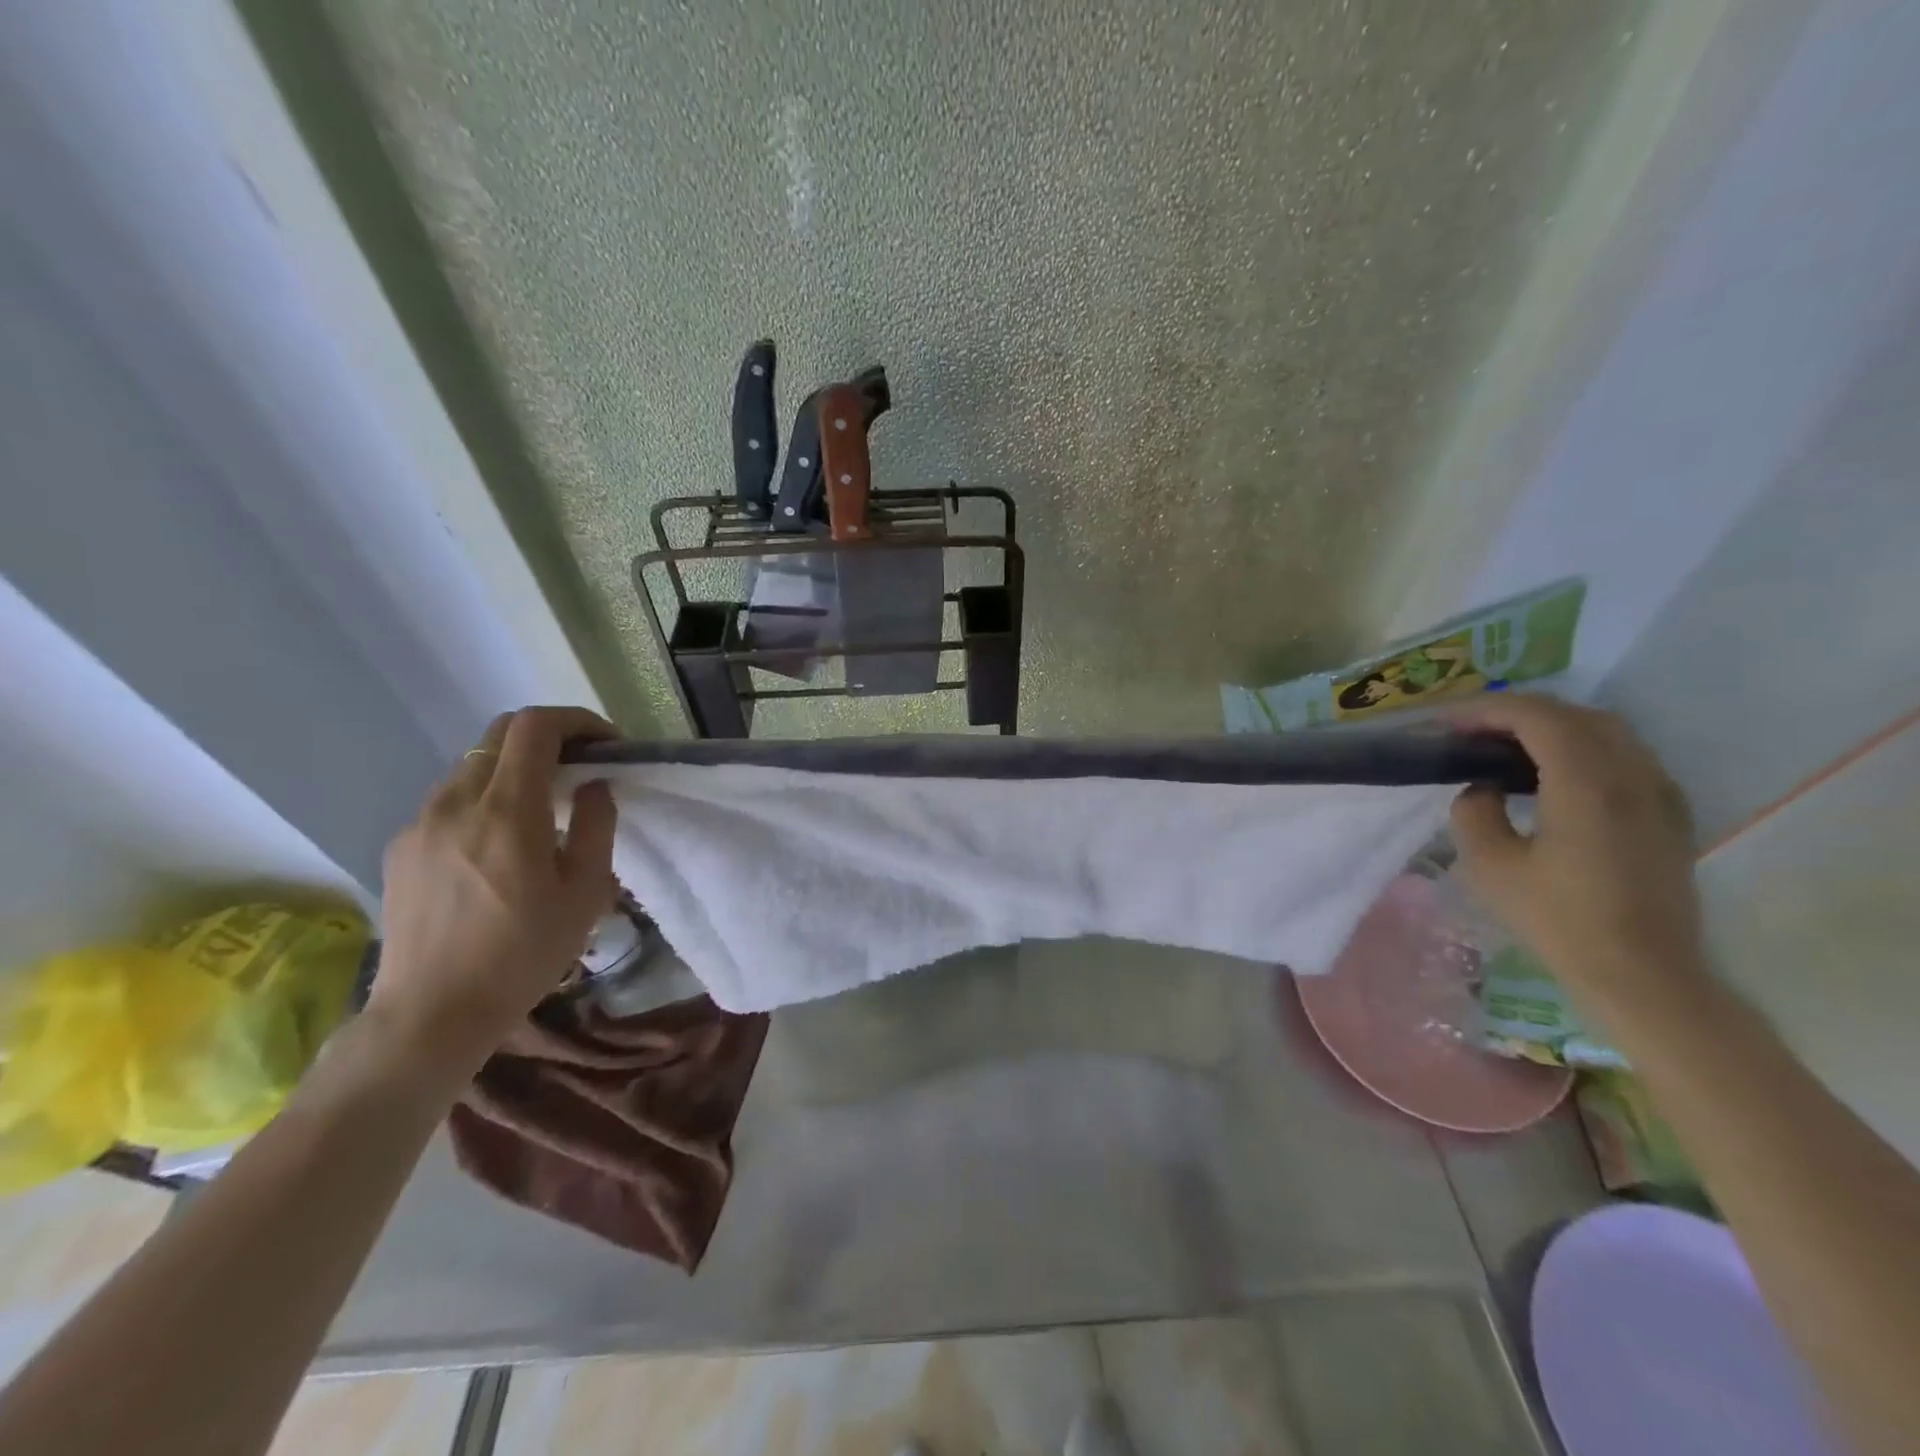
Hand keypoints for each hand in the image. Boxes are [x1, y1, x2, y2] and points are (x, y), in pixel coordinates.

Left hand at [365, 706, 619, 1074]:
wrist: (431, 1015)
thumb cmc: (523, 955)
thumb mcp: (585, 893)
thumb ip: (596, 826)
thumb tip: (593, 786)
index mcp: (507, 811)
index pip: (535, 726)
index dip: (577, 721)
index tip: (605, 745)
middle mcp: (456, 802)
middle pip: (500, 734)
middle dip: (549, 737)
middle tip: (581, 768)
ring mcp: (420, 823)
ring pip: (474, 766)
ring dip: (515, 769)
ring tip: (543, 810)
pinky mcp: (401, 847)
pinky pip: (450, 800)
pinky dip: (485, 798)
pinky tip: (500, 845)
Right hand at [1448, 694, 1704, 1015]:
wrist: (1645, 975)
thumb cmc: (1559, 921)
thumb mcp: (1490, 867)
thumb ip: (1474, 812)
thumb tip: (1483, 788)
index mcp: (1586, 783)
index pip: (1536, 717)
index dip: (1487, 709)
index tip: (1447, 722)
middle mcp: (1631, 775)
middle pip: (1574, 714)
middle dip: (1517, 712)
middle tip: (1471, 729)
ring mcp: (1658, 792)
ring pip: (1605, 730)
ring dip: (1552, 726)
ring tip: (1505, 745)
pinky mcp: (1668, 813)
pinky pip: (1624, 755)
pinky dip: (1581, 746)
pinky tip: (1552, 774)